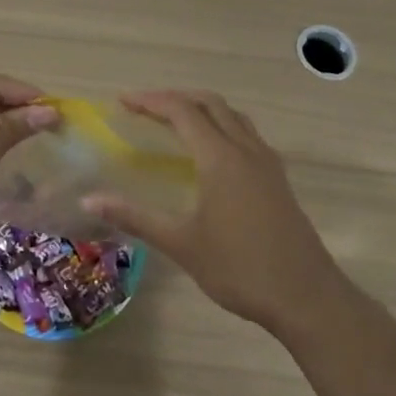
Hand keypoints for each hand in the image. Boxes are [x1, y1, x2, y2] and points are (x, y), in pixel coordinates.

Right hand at [82, 90, 347, 335]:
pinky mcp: (278, 178)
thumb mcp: (182, 244)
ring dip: (202, 108)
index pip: (182, 111)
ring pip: (233, 115)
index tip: (123, 101)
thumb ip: (135, 217)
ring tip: (175, 121)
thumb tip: (89, 201)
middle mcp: (246, 149)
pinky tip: (211, 152)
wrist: (307, 297)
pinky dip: (222, 125)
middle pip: (210, 103)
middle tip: (145, 108)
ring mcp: (267, 162)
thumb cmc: (240, 269)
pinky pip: (247, 133)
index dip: (151, 101)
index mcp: (220, 157)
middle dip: (175, 98)